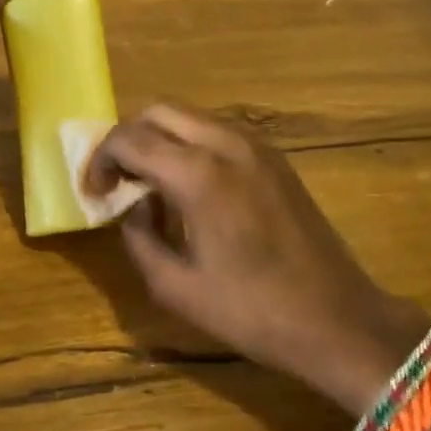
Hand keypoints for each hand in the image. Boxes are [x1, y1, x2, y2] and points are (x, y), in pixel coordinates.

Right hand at [87, 104, 430, 414]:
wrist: (337, 319)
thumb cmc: (252, 312)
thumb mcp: (176, 287)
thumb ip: (139, 238)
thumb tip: (133, 207)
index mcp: (198, 175)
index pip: (129, 139)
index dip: (99, 161)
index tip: (93, 193)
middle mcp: (227, 144)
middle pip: (158, 111)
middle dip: (127, 139)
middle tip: (117, 181)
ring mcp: (257, 146)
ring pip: (190, 117)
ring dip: (160, 139)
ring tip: (149, 184)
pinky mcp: (275, 158)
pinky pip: (218, 132)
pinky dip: (190, 145)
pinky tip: (189, 188)